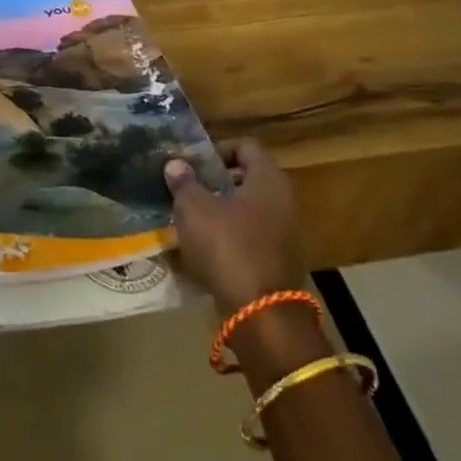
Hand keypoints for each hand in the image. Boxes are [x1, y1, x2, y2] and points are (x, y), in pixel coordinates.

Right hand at [164, 138, 307, 314]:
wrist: (261, 313)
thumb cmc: (228, 247)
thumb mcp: (195, 209)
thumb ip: (184, 183)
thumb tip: (176, 164)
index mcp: (268, 180)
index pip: (245, 147)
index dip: (217, 149)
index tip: (192, 163)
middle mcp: (283, 202)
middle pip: (246, 180)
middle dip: (214, 183)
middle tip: (186, 190)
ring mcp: (284, 234)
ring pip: (246, 212)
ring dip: (219, 213)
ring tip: (188, 221)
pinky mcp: (277, 263)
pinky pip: (248, 240)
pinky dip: (227, 240)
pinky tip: (201, 251)